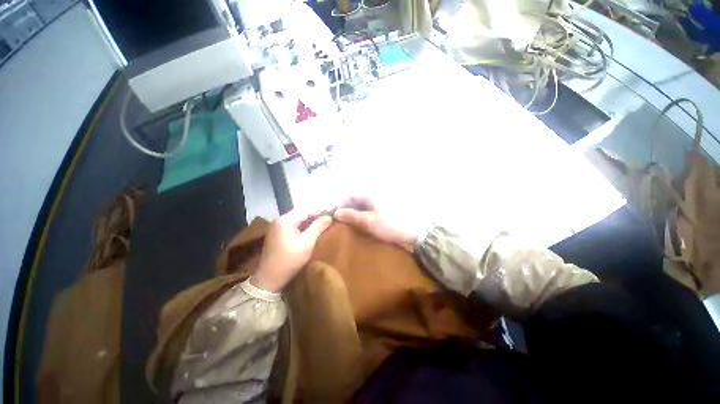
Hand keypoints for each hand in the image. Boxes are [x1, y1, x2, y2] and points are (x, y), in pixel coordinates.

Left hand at [252, 210, 332, 291]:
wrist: (269, 279)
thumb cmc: (290, 259)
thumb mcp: (307, 243)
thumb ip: (318, 227)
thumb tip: (329, 217)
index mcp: (286, 220)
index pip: (306, 210)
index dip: (320, 212)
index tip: (331, 216)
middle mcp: (280, 220)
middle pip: (301, 214)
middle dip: (315, 217)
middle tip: (328, 222)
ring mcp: (277, 227)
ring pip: (298, 220)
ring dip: (310, 223)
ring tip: (323, 227)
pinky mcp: (277, 235)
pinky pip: (293, 226)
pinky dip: (303, 228)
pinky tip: (311, 233)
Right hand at [334, 196, 417, 251]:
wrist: (414, 230)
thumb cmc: (390, 225)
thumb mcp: (369, 222)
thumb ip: (352, 216)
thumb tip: (336, 213)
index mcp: (369, 194)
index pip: (350, 195)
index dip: (341, 204)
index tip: (336, 215)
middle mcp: (374, 193)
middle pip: (356, 198)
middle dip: (348, 208)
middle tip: (342, 221)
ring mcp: (381, 200)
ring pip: (363, 203)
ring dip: (356, 211)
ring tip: (351, 222)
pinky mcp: (385, 206)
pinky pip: (370, 207)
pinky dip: (364, 213)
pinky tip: (363, 221)